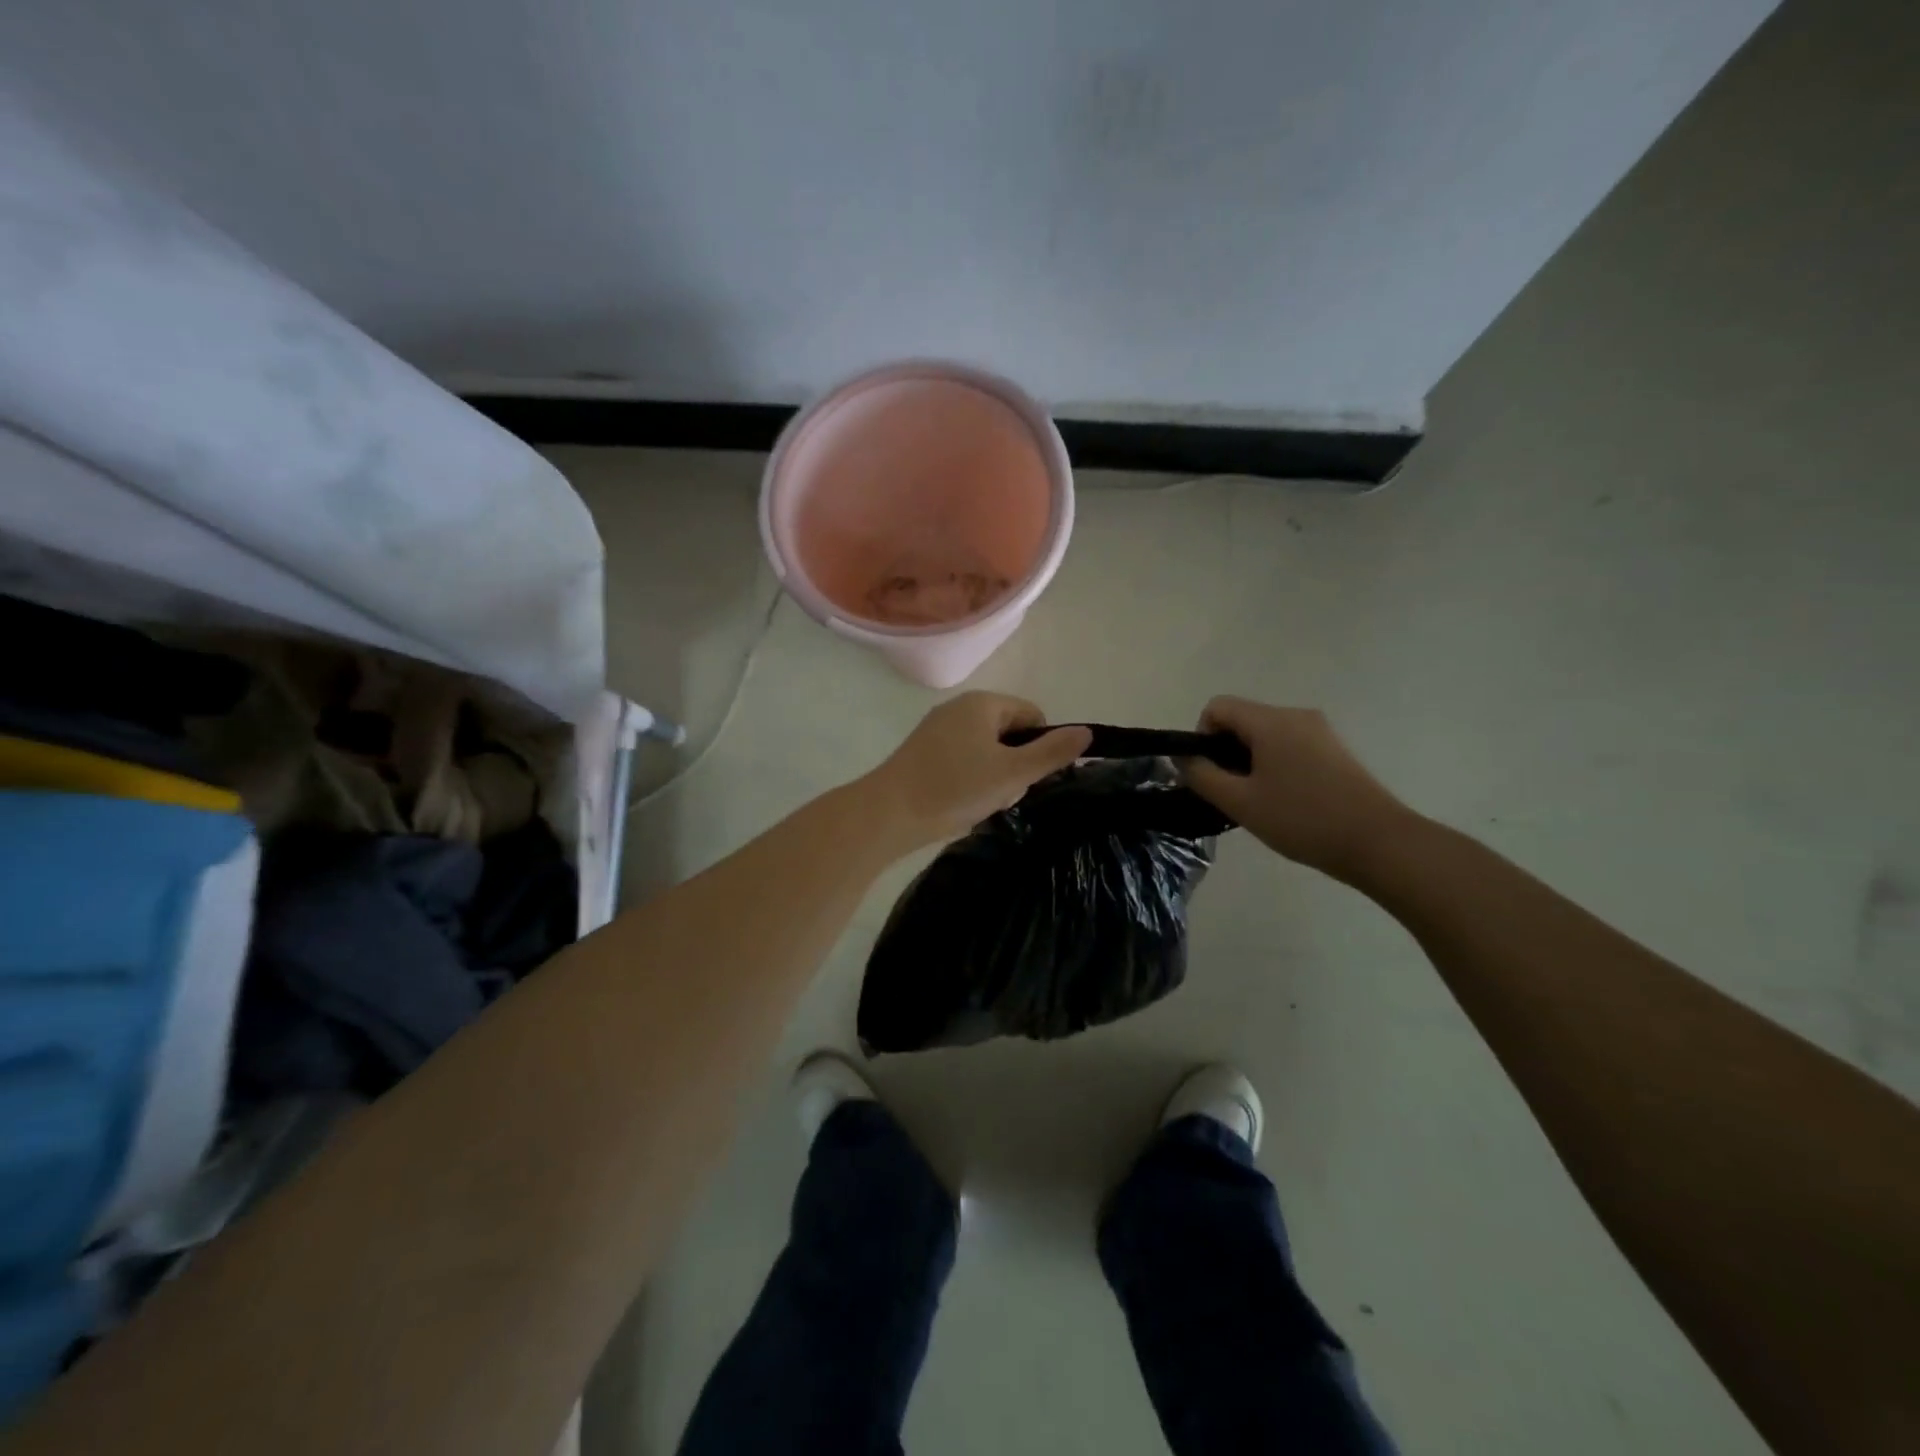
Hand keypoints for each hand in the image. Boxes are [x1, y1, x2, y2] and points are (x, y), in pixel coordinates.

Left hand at [865, 693, 1091, 848]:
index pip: (1032, 715)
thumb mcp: (1013, 773)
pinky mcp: (923, 753)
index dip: (1040, 746)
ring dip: (994, 777)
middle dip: (1016, 765)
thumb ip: (1051, 752)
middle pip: (1009, 733)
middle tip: (1005, 794)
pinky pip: (963, 761)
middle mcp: (958, 708)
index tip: (1031, 778)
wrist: (888, 814)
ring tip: (982, 803)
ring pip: (986, 751)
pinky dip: (970, 781)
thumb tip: (1086, 732)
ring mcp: (937, 730)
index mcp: (982, 703)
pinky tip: (962, 804)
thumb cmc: (955, 788)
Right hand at [1182, 696, 1413, 881]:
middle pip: (1242, 719)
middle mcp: (1295, 715)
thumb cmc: (1302, 819)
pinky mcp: (1334, 750)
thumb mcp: (1240, 802)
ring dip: (1250, 760)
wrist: (1378, 842)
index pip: (1217, 707)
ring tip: (1258, 801)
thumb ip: (1202, 776)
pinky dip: (1275, 765)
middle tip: (1231, 793)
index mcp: (1271, 721)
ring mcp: (1319, 731)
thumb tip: (1182, 758)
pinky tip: (1285, 801)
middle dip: (1226, 751)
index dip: (1202, 736)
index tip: (1210, 773)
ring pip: (1265, 734)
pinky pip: (1289, 745)